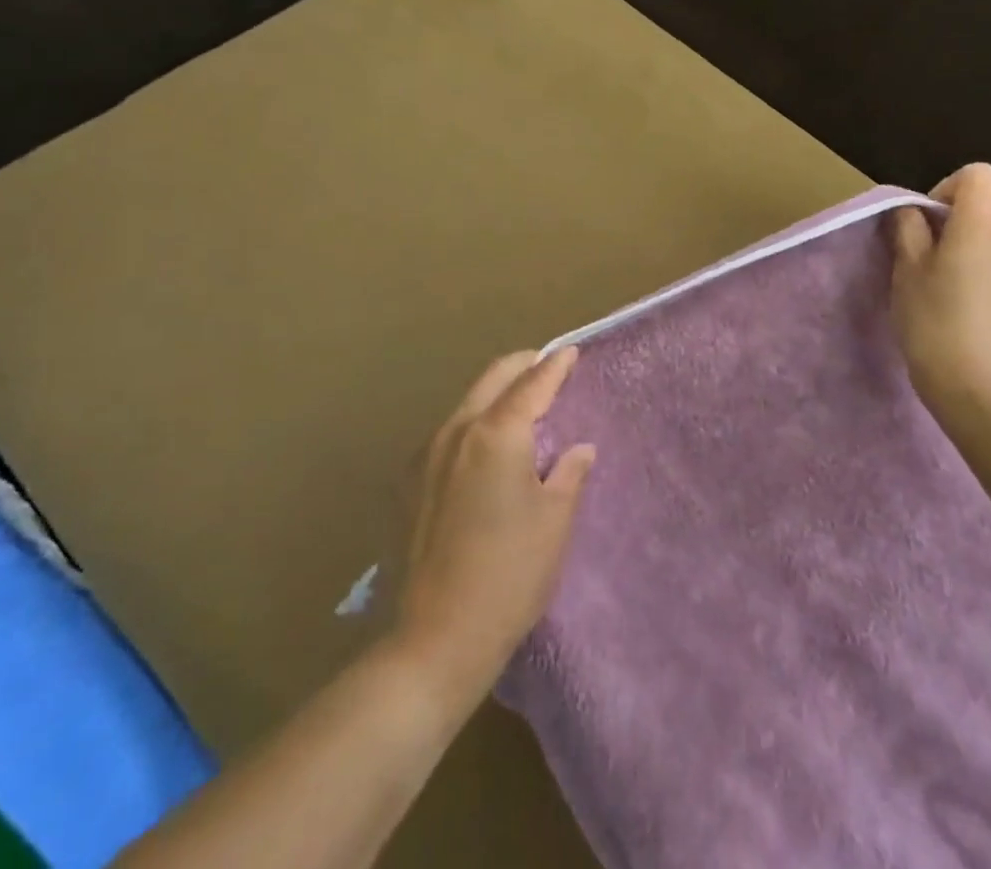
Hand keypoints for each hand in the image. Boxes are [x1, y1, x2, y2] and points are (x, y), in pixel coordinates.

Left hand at [394, 349, 595, 699]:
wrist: (436, 637)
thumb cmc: (510, 574)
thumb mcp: (554, 520)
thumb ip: (568, 472)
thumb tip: (579, 448)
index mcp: (496, 433)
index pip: (532, 383)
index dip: (555, 365)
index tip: (571, 352)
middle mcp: (457, 430)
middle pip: (493, 378)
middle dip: (523, 365)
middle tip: (548, 367)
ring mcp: (428, 454)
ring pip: (468, 401)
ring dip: (497, 392)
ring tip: (522, 403)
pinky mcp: (411, 481)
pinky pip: (451, 430)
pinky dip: (476, 420)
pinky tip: (489, 445)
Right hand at [890, 163, 990, 415]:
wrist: (981, 387)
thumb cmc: (934, 323)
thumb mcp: (906, 272)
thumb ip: (909, 230)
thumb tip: (912, 211)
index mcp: (982, 220)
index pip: (978, 173)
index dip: (948, 185)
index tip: (928, 218)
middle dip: (980, 191)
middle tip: (948, 223)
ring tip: (967, 247)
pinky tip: (983, 276)